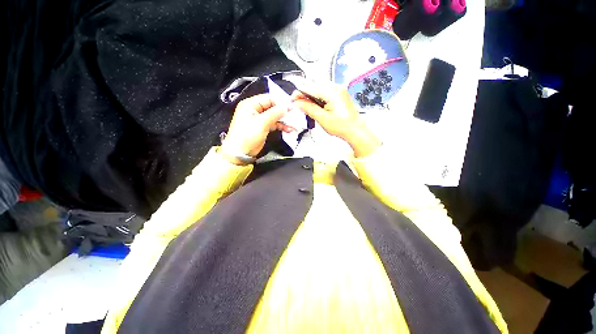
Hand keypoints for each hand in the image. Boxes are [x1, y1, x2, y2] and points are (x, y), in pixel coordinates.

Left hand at [220, 94, 293, 164]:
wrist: (240, 153)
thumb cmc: (248, 135)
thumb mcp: (261, 123)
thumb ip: (275, 113)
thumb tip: (287, 106)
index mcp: (251, 104)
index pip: (269, 98)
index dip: (280, 102)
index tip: (292, 107)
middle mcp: (255, 109)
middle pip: (272, 107)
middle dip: (283, 112)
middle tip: (294, 115)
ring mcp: (259, 119)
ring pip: (274, 116)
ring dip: (283, 120)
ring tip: (293, 124)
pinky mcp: (263, 127)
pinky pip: (273, 124)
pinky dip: (280, 126)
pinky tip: (288, 129)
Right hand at [291, 81, 380, 156]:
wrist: (355, 130)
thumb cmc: (342, 126)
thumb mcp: (322, 119)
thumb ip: (309, 108)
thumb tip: (298, 103)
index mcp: (331, 92)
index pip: (310, 87)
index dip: (299, 92)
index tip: (293, 99)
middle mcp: (336, 88)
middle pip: (314, 85)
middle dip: (304, 93)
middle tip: (297, 103)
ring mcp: (338, 90)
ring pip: (319, 87)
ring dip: (310, 94)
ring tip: (305, 105)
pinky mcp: (339, 94)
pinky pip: (324, 91)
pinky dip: (317, 96)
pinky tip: (314, 104)